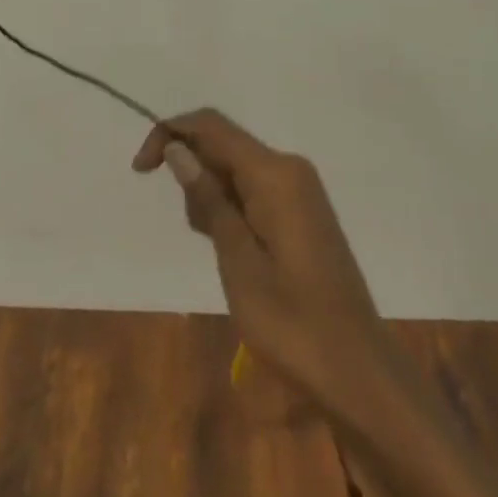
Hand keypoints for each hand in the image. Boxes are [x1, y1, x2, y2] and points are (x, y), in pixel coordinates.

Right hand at [133, 109, 388, 402]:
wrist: (357, 370)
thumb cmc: (291, 322)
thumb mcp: (237, 262)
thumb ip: (208, 200)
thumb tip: (178, 149)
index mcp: (274, 173)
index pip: (211, 126)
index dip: (170, 134)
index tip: (140, 170)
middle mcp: (289, 168)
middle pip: (223, 144)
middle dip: (194, 176)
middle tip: (199, 236)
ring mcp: (300, 188)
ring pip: (236, 169)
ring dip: (213, 197)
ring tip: (225, 256)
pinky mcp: (303, 210)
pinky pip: (255, 189)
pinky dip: (234, 209)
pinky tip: (238, 253)